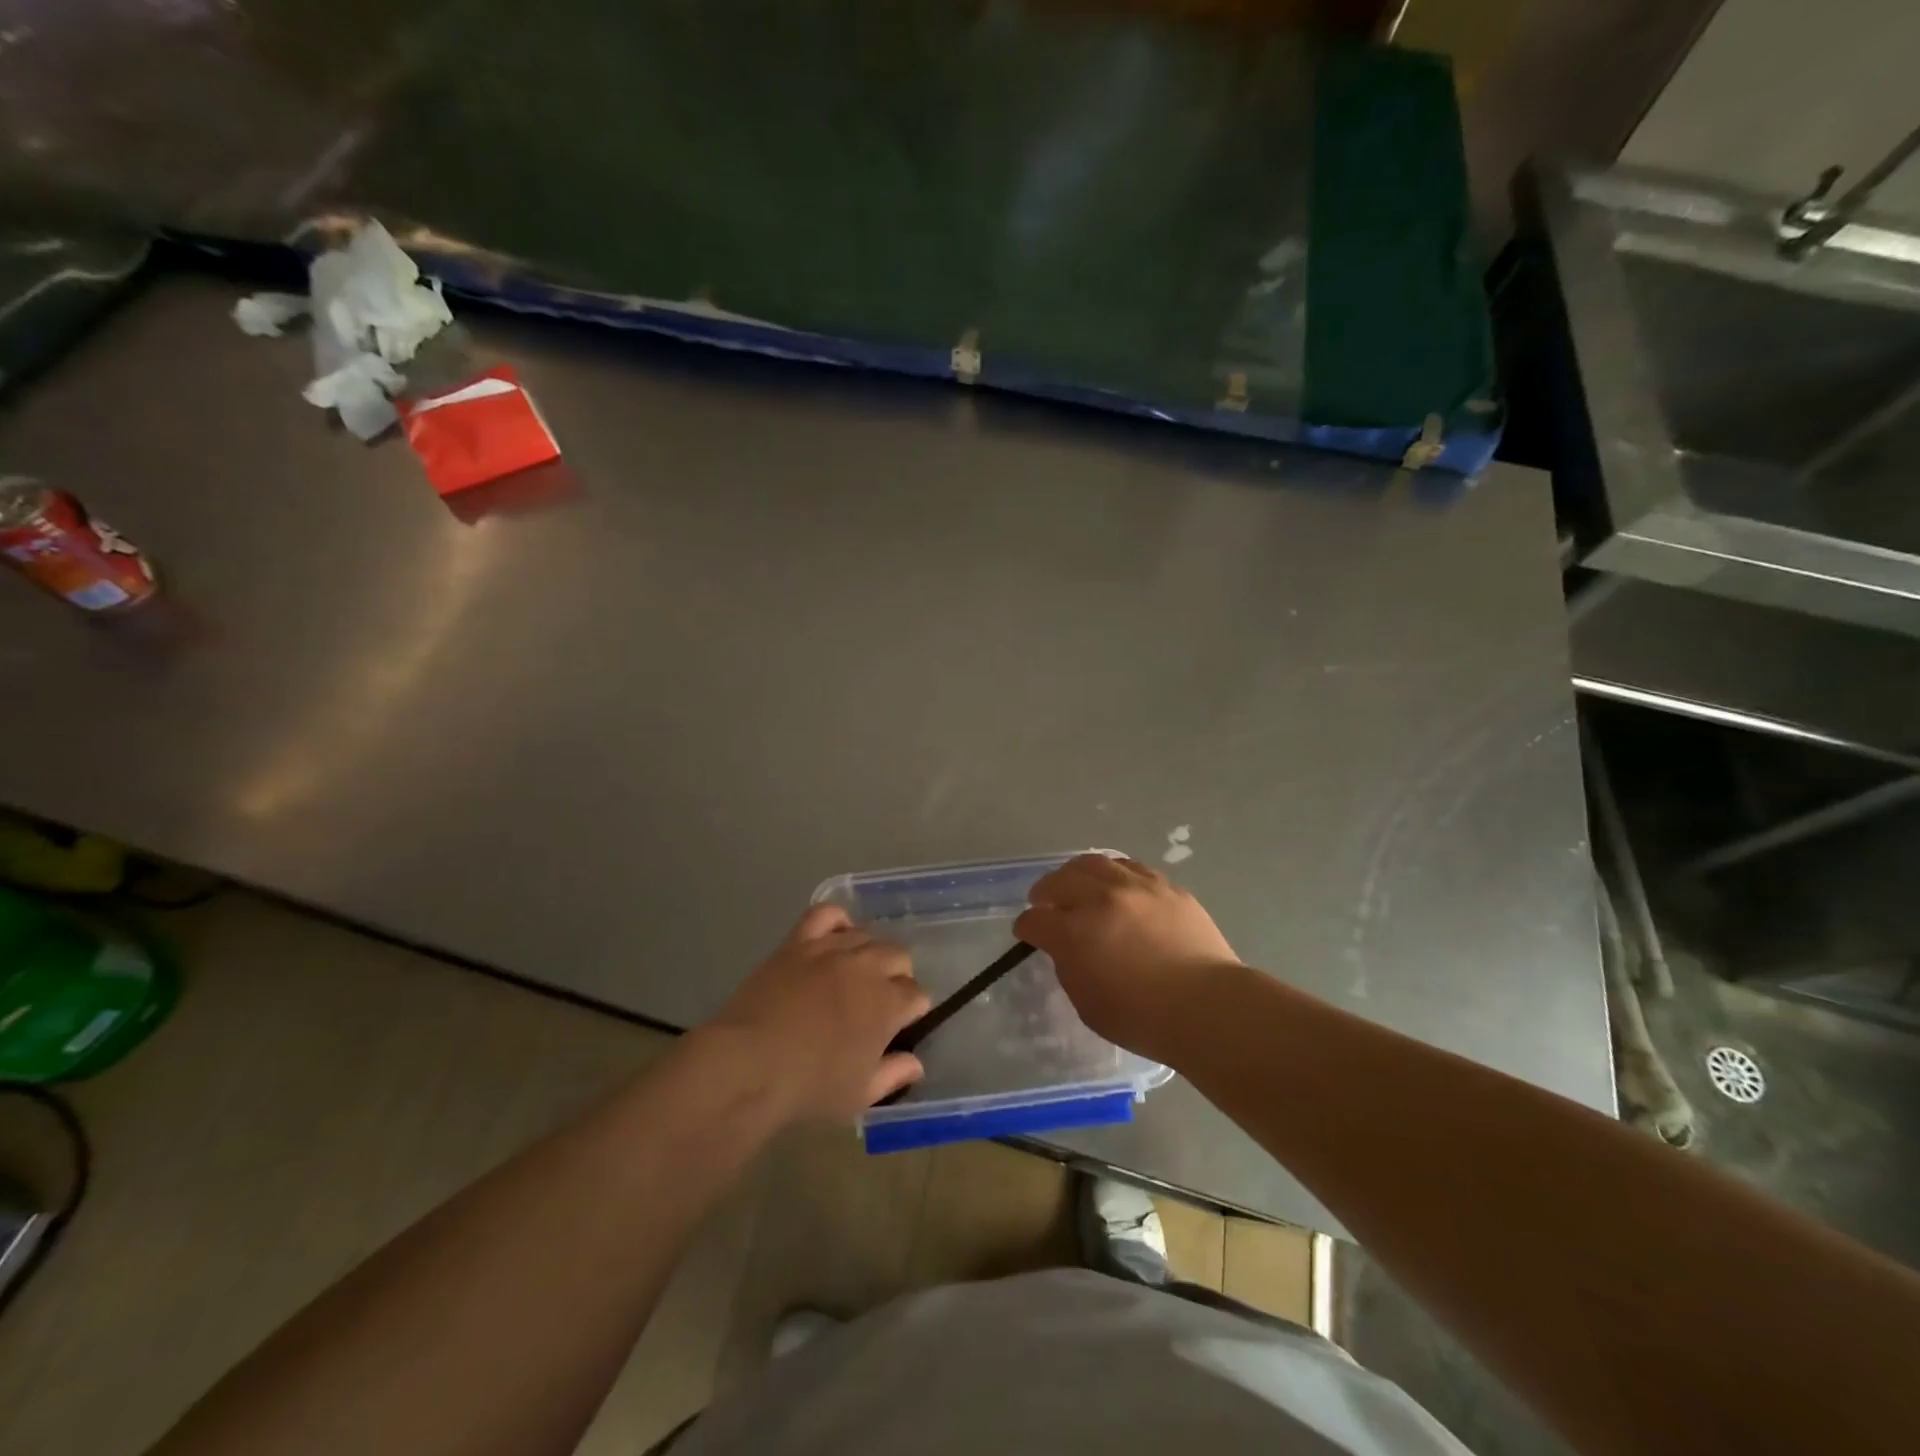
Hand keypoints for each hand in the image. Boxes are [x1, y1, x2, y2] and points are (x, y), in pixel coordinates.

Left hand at [707, 905, 930, 1122]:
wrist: (749, 1064)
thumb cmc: (809, 1086)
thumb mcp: (860, 1094)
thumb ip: (894, 1075)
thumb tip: (916, 1064)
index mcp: (888, 1004)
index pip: (917, 994)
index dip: (912, 1010)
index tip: (899, 1026)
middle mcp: (867, 967)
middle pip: (898, 956)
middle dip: (897, 977)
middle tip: (879, 1001)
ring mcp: (831, 949)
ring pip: (867, 935)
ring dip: (869, 953)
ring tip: (855, 974)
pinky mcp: (799, 942)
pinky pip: (826, 914)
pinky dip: (837, 921)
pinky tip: (835, 938)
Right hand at [1014, 854, 1238, 1061]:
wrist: (1207, 1007)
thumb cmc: (1142, 1018)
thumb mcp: (1087, 1003)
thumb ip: (1069, 967)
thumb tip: (1067, 946)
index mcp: (1075, 932)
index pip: (1035, 920)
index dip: (1026, 927)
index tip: (1027, 932)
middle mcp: (1101, 899)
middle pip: (1060, 880)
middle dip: (1045, 891)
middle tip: (1044, 901)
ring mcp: (1136, 887)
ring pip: (1095, 864)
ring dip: (1077, 873)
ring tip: (1077, 883)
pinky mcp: (1166, 887)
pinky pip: (1131, 868)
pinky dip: (1114, 874)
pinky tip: (1116, 886)